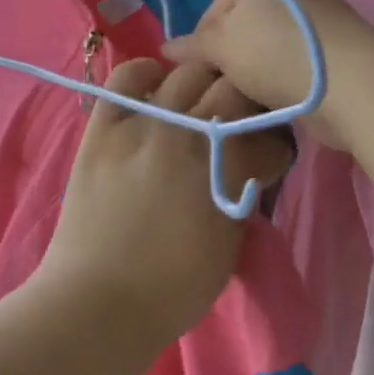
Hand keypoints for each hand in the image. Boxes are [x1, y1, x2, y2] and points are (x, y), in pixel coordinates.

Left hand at [38, 58, 294, 342]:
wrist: (97, 301)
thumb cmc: (173, 287)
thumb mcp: (230, 242)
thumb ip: (244, 191)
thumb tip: (250, 164)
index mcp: (225, 166)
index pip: (268, 134)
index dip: (276, 145)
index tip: (271, 156)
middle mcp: (187, 132)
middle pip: (233, 88)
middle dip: (247, 104)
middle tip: (241, 124)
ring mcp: (142, 123)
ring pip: (187, 73)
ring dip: (205, 83)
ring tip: (202, 101)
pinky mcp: (105, 126)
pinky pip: (127, 77)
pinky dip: (148, 74)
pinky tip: (157, 87)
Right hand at [163, 0, 373, 149]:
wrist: (347, 84)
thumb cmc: (276, 52)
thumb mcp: (223, 44)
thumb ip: (194, 45)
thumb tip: (166, 48)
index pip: (220, 3)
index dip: (201, 37)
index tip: (193, 70)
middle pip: (247, 26)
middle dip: (229, 57)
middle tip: (217, 86)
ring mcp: (321, 21)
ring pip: (270, 48)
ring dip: (254, 73)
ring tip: (243, 97)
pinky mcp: (337, 52)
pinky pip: (295, 65)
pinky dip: (281, 81)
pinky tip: (270, 102)